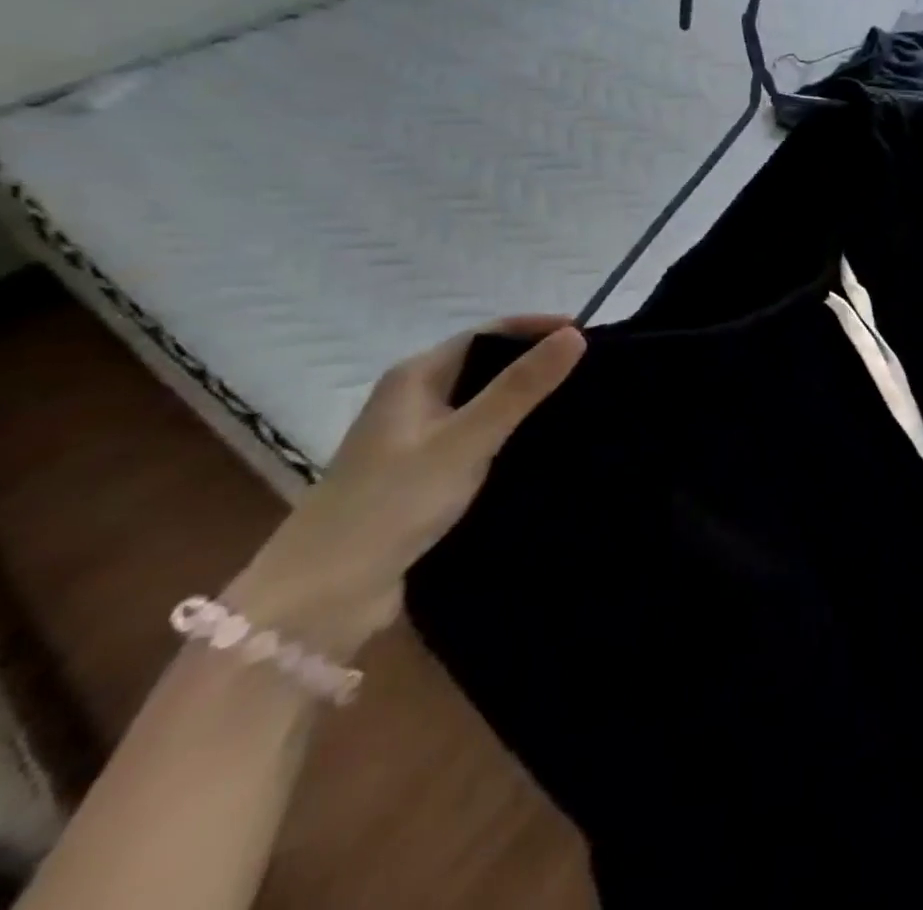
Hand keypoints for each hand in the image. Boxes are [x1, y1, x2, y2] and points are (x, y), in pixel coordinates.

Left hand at [224, 317, 585, 658]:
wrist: (320, 599)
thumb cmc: (392, 503)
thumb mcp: (467, 439)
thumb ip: (521, 387)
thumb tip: (576, 335)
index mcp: (415, 377)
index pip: (488, 333)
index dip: (539, 329)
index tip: (591, 336)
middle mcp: (414, 400)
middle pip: (487, 365)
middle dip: (537, 364)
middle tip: (594, 372)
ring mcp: (416, 440)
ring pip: (484, 404)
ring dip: (528, 402)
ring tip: (581, 407)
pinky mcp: (425, 476)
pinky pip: (480, 439)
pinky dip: (512, 435)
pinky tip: (544, 448)